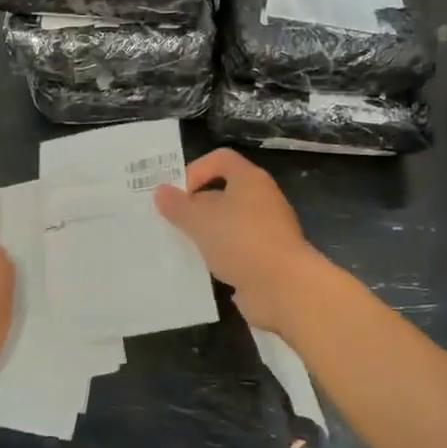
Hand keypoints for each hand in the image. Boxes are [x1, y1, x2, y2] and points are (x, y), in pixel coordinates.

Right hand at [154, 149, 325, 334]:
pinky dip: (218, 255)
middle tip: (170, 222)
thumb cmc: (241, 241)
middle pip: (222, 192)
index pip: (220, 159)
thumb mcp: (199, 220)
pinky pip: (235, 249)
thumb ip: (177, 205)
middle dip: (195, 205)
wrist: (284, 288)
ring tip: (180, 245)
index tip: (176, 194)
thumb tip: (161, 192)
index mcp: (249, 180)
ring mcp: (266, 230)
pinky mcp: (266, 258)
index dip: (196, 170)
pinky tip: (200, 268)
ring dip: (205, 233)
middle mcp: (261, 200)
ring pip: (227, 223)